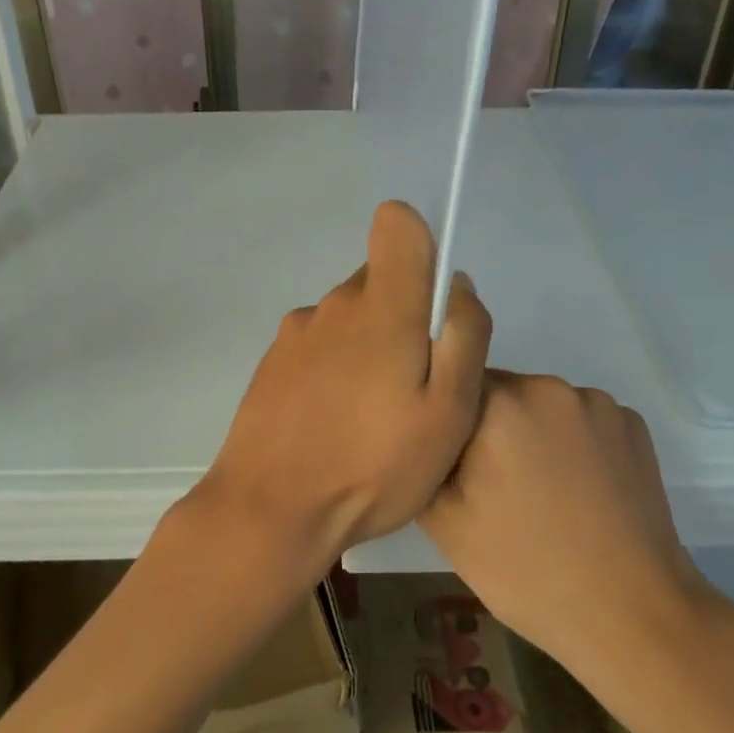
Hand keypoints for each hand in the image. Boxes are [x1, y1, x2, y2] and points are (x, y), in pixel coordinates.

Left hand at [190, 201, 491, 571]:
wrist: (269, 508)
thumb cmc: (373, 465)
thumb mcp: (449, 413)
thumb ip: (463, 337)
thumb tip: (457, 286)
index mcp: (381, 305)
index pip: (396, 223)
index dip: (420, 245)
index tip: (430, 301)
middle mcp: (333, 304)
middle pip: (379, 280)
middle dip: (404, 317)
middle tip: (411, 389)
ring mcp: (296, 331)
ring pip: (349, 318)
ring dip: (368, 349)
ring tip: (371, 417)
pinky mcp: (272, 361)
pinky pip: (319, 345)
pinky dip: (334, 370)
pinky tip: (333, 424)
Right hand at [418, 372, 726, 701]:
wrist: (633, 616)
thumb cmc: (526, 570)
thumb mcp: (444, 522)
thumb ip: (423, 460)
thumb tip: (423, 433)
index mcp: (501, 402)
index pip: (452, 386)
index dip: (446, 424)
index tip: (451, 467)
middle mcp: (551, 386)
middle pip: (499, 393)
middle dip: (488, 429)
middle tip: (490, 487)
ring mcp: (600, 405)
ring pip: (542, 407)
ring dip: (531, 435)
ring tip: (538, 495)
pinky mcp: (634, 427)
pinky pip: (583, 422)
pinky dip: (573, 445)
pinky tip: (578, 493)